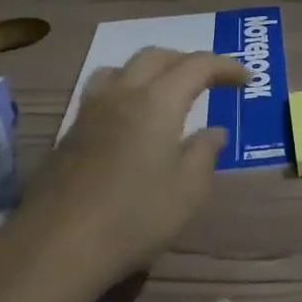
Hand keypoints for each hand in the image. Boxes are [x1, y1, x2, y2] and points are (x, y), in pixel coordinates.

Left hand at [17, 48, 248, 281]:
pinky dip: (125, 91)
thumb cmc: (135, 216)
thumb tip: (214, 131)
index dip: (224, 66)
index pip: (197, 65)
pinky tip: (129, 122)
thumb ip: (204, 154)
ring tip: (163, 92)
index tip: (244, 79)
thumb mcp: (188, 191)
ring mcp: (90, 111)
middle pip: (155, 56)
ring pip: (121, 68)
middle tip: (208, 81)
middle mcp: (122, 94)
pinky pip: (101, 92)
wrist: (58, 245)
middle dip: (186, 61)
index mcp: (158, 101)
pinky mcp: (69, 133)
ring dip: (149, 70)